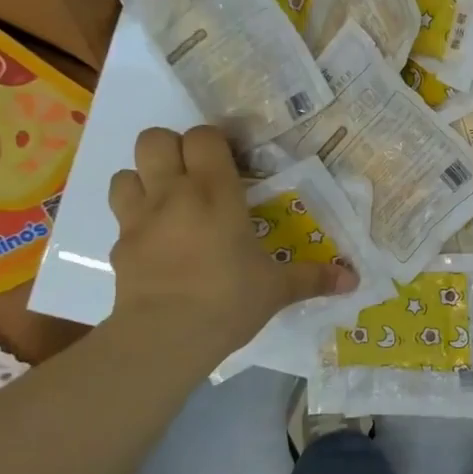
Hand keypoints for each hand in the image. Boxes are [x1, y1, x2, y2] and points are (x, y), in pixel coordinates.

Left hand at [107, 126, 356, 358]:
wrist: (165, 337)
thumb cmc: (229, 299)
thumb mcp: (278, 289)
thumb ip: (314, 278)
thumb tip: (354, 280)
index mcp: (215, 192)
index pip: (203, 136)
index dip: (214, 141)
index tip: (231, 161)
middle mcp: (173, 194)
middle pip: (154, 139)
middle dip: (171, 148)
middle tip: (195, 174)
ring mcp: (139, 218)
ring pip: (125, 172)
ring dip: (145, 179)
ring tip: (168, 202)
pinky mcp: (118, 246)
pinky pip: (120, 217)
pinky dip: (136, 220)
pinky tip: (156, 242)